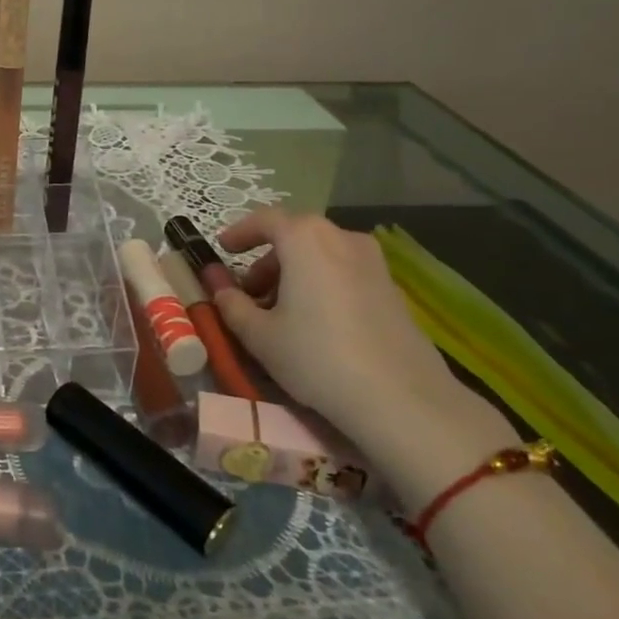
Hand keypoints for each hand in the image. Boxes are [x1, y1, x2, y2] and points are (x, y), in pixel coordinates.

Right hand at [212, 208, 516, 505]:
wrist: (402, 399)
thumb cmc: (316, 356)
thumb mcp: (259, 334)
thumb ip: (230, 302)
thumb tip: (216, 284)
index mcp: (306, 238)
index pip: (265, 220)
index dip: (240, 232)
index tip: (222, 250)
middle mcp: (342, 238)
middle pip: (296, 236)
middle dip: (268, 260)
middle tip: (250, 292)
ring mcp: (374, 263)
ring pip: (322, 255)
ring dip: (296, 273)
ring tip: (282, 312)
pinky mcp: (393, 290)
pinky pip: (345, 273)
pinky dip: (323, 284)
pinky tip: (317, 323)